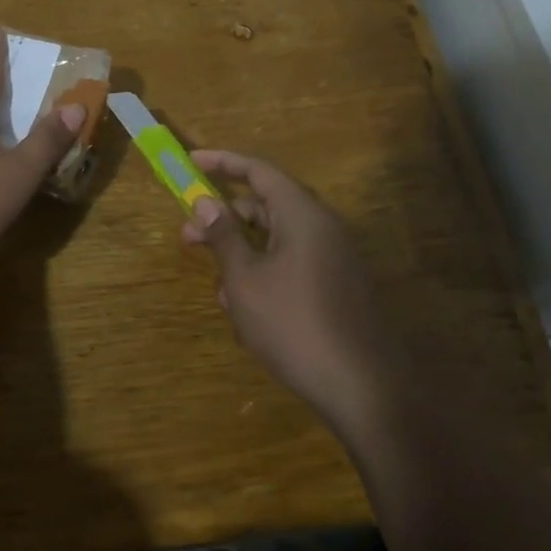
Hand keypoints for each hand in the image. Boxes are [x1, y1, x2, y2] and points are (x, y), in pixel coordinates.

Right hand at [181, 150, 407, 443]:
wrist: (362, 388)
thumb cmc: (294, 324)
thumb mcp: (245, 280)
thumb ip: (223, 236)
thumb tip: (204, 201)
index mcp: (302, 214)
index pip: (258, 171)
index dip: (222, 163)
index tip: (190, 162)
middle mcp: (321, 228)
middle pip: (265, 207)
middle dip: (224, 219)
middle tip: (187, 236)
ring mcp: (332, 259)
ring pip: (275, 241)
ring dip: (241, 255)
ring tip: (218, 288)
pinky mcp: (335, 288)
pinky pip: (291, 266)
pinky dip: (263, 276)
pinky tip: (245, 311)